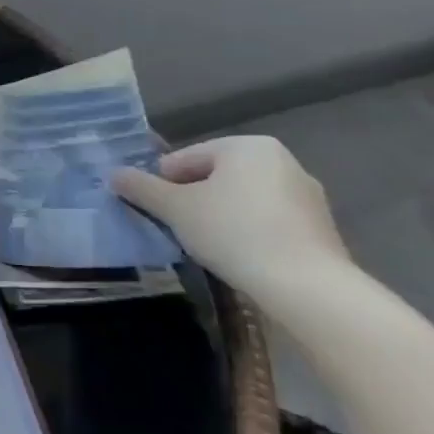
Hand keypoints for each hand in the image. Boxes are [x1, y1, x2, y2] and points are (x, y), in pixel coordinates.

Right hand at [111, 135, 351, 299]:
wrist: (306, 286)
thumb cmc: (233, 232)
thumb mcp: (174, 208)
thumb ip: (141, 187)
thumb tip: (113, 174)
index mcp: (247, 146)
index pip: (186, 158)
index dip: (163, 183)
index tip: (156, 210)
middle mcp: (282, 161)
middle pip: (215, 176)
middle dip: (193, 198)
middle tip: (176, 226)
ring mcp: (306, 195)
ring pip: (241, 199)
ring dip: (219, 215)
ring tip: (205, 244)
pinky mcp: (320, 227)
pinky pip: (267, 220)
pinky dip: (247, 231)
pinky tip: (238, 254)